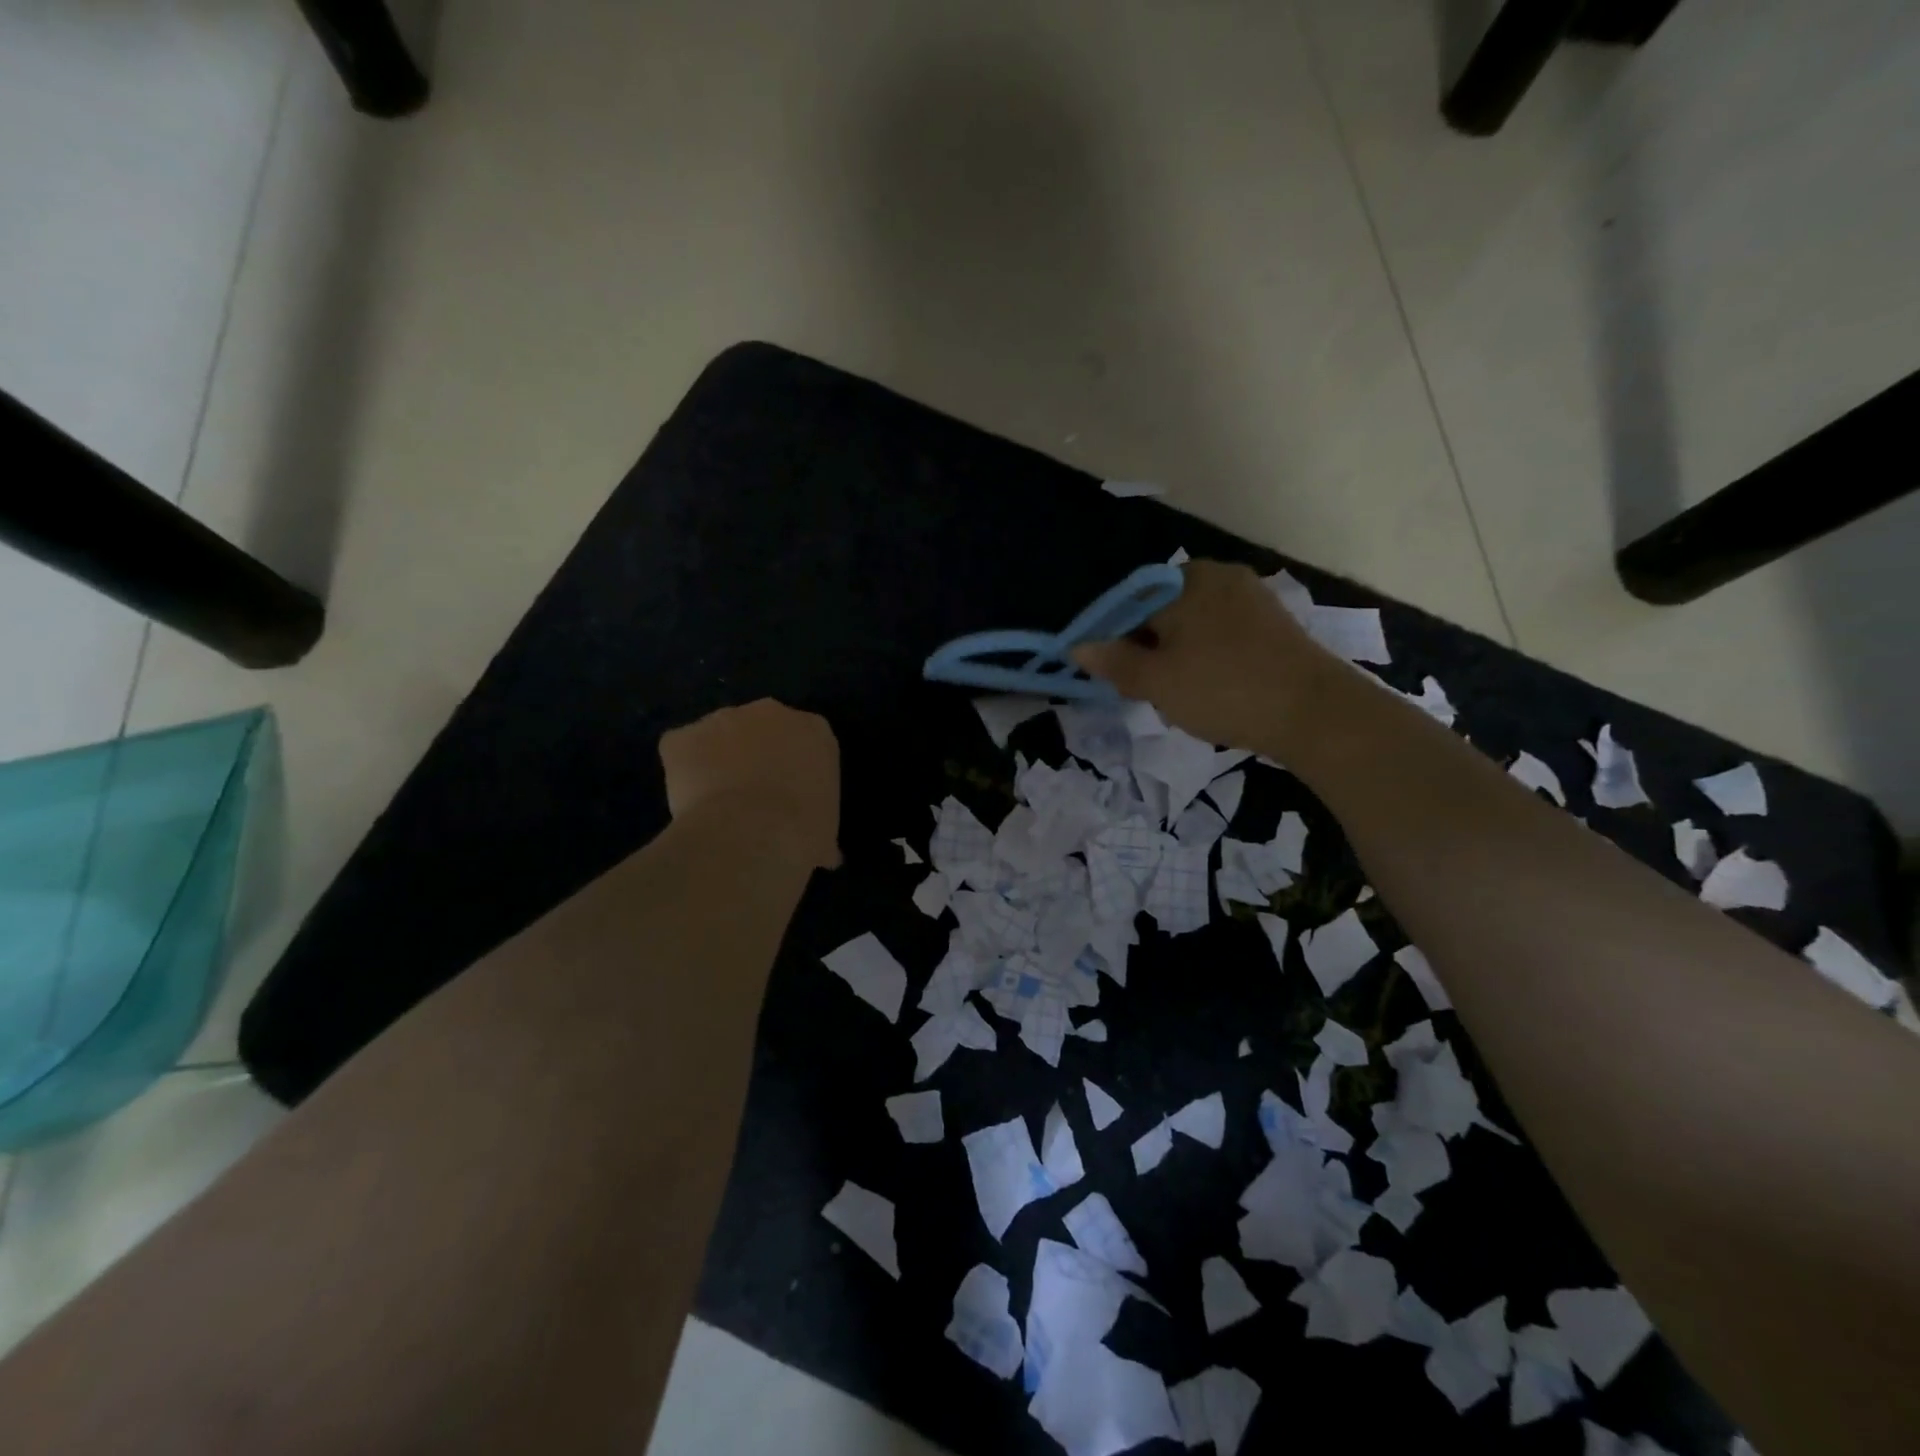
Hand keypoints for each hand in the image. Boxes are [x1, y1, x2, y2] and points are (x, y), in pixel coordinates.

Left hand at [659, 700, 840, 867]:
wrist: (754, 834)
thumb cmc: (804, 832)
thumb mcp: (825, 832)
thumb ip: (821, 830)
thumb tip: (826, 856)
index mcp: (815, 731)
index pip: (805, 739)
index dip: (792, 766)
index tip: (787, 793)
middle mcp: (771, 712)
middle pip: (759, 728)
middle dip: (753, 755)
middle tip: (751, 796)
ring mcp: (722, 719)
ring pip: (716, 736)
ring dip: (714, 760)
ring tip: (715, 804)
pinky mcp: (682, 737)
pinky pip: (679, 750)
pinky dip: (680, 771)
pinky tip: (687, 803)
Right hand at [1072, 560, 1336, 754]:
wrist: (1315, 713)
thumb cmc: (1223, 690)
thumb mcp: (1156, 681)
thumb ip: (1114, 662)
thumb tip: (1078, 647)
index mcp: (1185, 580)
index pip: (1129, 605)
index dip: (1114, 642)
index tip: (1115, 678)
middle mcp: (1218, 576)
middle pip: (1160, 613)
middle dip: (1148, 651)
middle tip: (1149, 692)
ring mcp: (1250, 597)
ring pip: (1191, 627)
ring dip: (1177, 659)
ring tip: (1181, 698)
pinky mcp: (1272, 622)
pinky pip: (1222, 635)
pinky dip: (1207, 659)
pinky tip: (1213, 690)